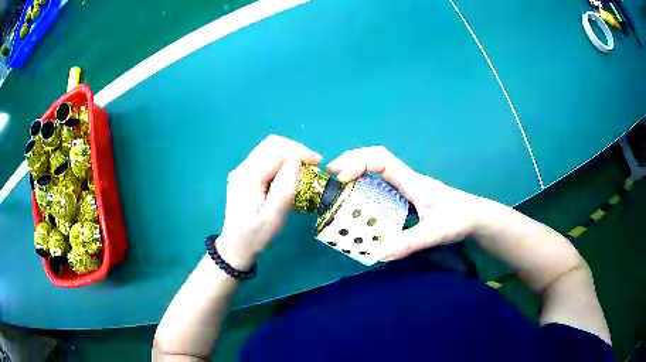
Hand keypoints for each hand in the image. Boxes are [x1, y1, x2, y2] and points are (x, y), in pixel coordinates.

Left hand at [217, 135, 320, 269]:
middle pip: (271, 144)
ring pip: (269, 149)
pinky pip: (267, 159)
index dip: (299, 152)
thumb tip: (296, 162)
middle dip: (295, 149)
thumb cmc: (255, 235)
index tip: (318, 163)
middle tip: (314, 163)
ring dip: (290, 154)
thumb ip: (284, 189)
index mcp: (248, 177)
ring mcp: (242, 171)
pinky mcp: (246, 176)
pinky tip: (291, 175)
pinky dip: (283, 161)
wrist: (235, 246)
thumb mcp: (273, 218)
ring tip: (306, 168)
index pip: (276, 150)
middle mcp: (243, 168)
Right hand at [327, 146, 488, 260]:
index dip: (358, 163)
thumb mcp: (435, 233)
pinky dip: (366, 181)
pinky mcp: (408, 194)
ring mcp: (408, 185)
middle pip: (376, 157)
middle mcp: (407, 179)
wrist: (476, 216)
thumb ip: (409, 243)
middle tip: (331, 173)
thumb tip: (378, 253)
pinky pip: (383, 181)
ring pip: (378, 167)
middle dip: (352, 160)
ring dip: (357, 168)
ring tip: (339, 181)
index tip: (341, 178)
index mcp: (412, 182)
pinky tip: (360, 195)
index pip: (381, 160)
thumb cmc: (458, 219)